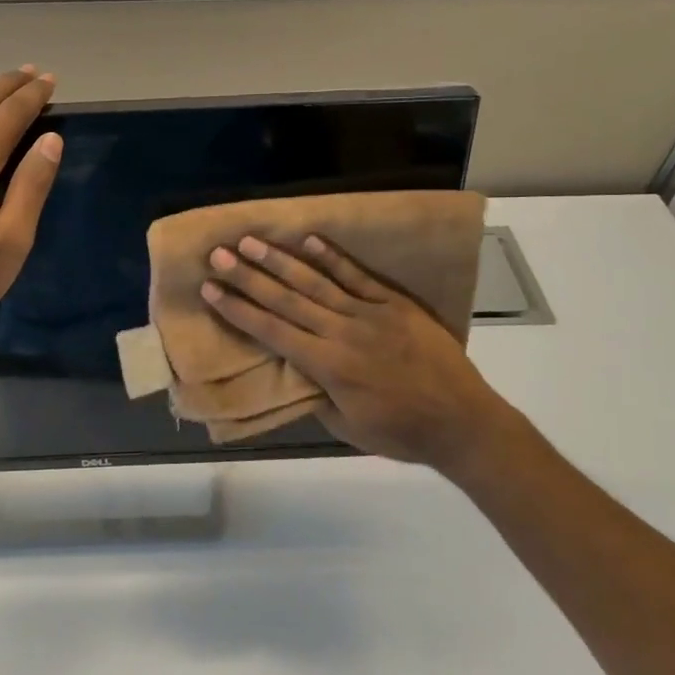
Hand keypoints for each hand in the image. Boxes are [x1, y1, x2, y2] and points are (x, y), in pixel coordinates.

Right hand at [201, 232, 529, 478]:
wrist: (463, 423)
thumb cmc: (401, 433)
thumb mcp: (348, 427)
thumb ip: (317, 396)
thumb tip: (293, 370)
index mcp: (327, 366)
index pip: (272, 330)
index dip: (238, 310)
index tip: (211, 290)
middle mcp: (342, 333)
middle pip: (286, 299)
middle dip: (248, 276)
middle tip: (219, 253)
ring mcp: (370, 313)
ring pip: (316, 281)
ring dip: (280, 260)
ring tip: (251, 241)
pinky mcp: (395, 304)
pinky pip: (358, 276)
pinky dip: (333, 258)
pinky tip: (310, 240)